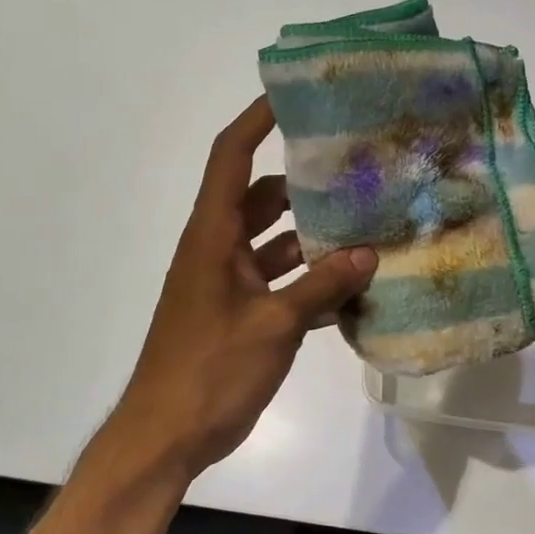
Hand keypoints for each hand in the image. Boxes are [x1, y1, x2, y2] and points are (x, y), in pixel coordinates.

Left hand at [110, 96, 376, 479]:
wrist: (166, 436)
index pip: (231, 159)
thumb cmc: (210, 371)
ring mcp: (226, 284)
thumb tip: (368, 254)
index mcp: (212, 238)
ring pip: (273, 243)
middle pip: (259, 198)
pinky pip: (277, 283)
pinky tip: (350, 290)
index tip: (291, 97)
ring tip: (365, 231)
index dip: (256, 122)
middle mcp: (216, 251)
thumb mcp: (273, 326)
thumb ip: (322, 286)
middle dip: (302, 185)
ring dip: (311, 239)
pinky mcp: (238, 315)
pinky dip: (308, 281)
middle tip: (353, 173)